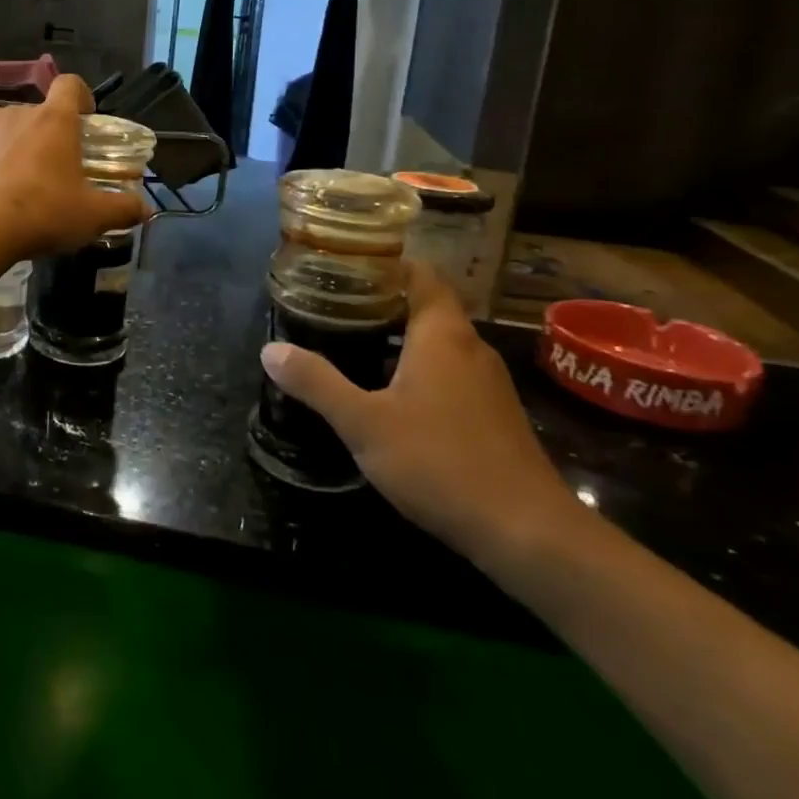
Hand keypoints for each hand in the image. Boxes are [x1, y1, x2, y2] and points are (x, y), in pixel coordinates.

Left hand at [0, 75, 148, 262]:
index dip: (80, 97)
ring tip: (14, 174)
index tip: (85, 121)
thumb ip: (123, 208)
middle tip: (54, 167)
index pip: (70, 85)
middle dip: (46, 132)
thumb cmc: (42, 214)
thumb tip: (145, 209)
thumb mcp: (92, 217)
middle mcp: (16, 114)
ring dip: (9, 139)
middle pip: (36, 110)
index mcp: (55, 121)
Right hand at [260, 262, 583, 567]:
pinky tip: (387, 394)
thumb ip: (317, 383)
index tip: (342, 269)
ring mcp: (487, 383)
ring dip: (397, 338)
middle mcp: (469, 347)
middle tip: (332, 307)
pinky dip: (416, 369)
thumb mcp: (364, 423)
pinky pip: (448, 373)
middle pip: (425, 306)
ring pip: (437, 342)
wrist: (528, 533)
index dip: (383, 265)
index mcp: (442, 334)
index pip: (419, 273)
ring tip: (349, 345)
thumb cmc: (441, 462)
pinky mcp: (492, 415)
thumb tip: (270, 349)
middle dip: (380, 303)